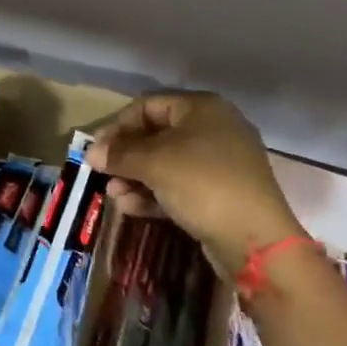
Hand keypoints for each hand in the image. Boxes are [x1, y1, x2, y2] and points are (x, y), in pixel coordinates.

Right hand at [86, 92, 304, 279]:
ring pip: (166, 163)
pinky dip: (154, 193)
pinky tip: (131, 208)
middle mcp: (213, 129)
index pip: (148, 105)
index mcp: (202, 109)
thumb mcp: (154, 163)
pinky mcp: (220, 193)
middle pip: (156, 135)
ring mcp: (219, 163)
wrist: (255, 240)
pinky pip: (179, 185)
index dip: (118, 126)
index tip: (97, 150)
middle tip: (102, 174)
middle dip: (126, 157)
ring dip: (135, 178)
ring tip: (114, 196)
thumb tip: (91, 152)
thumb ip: (119, 154)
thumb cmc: (202, 183)